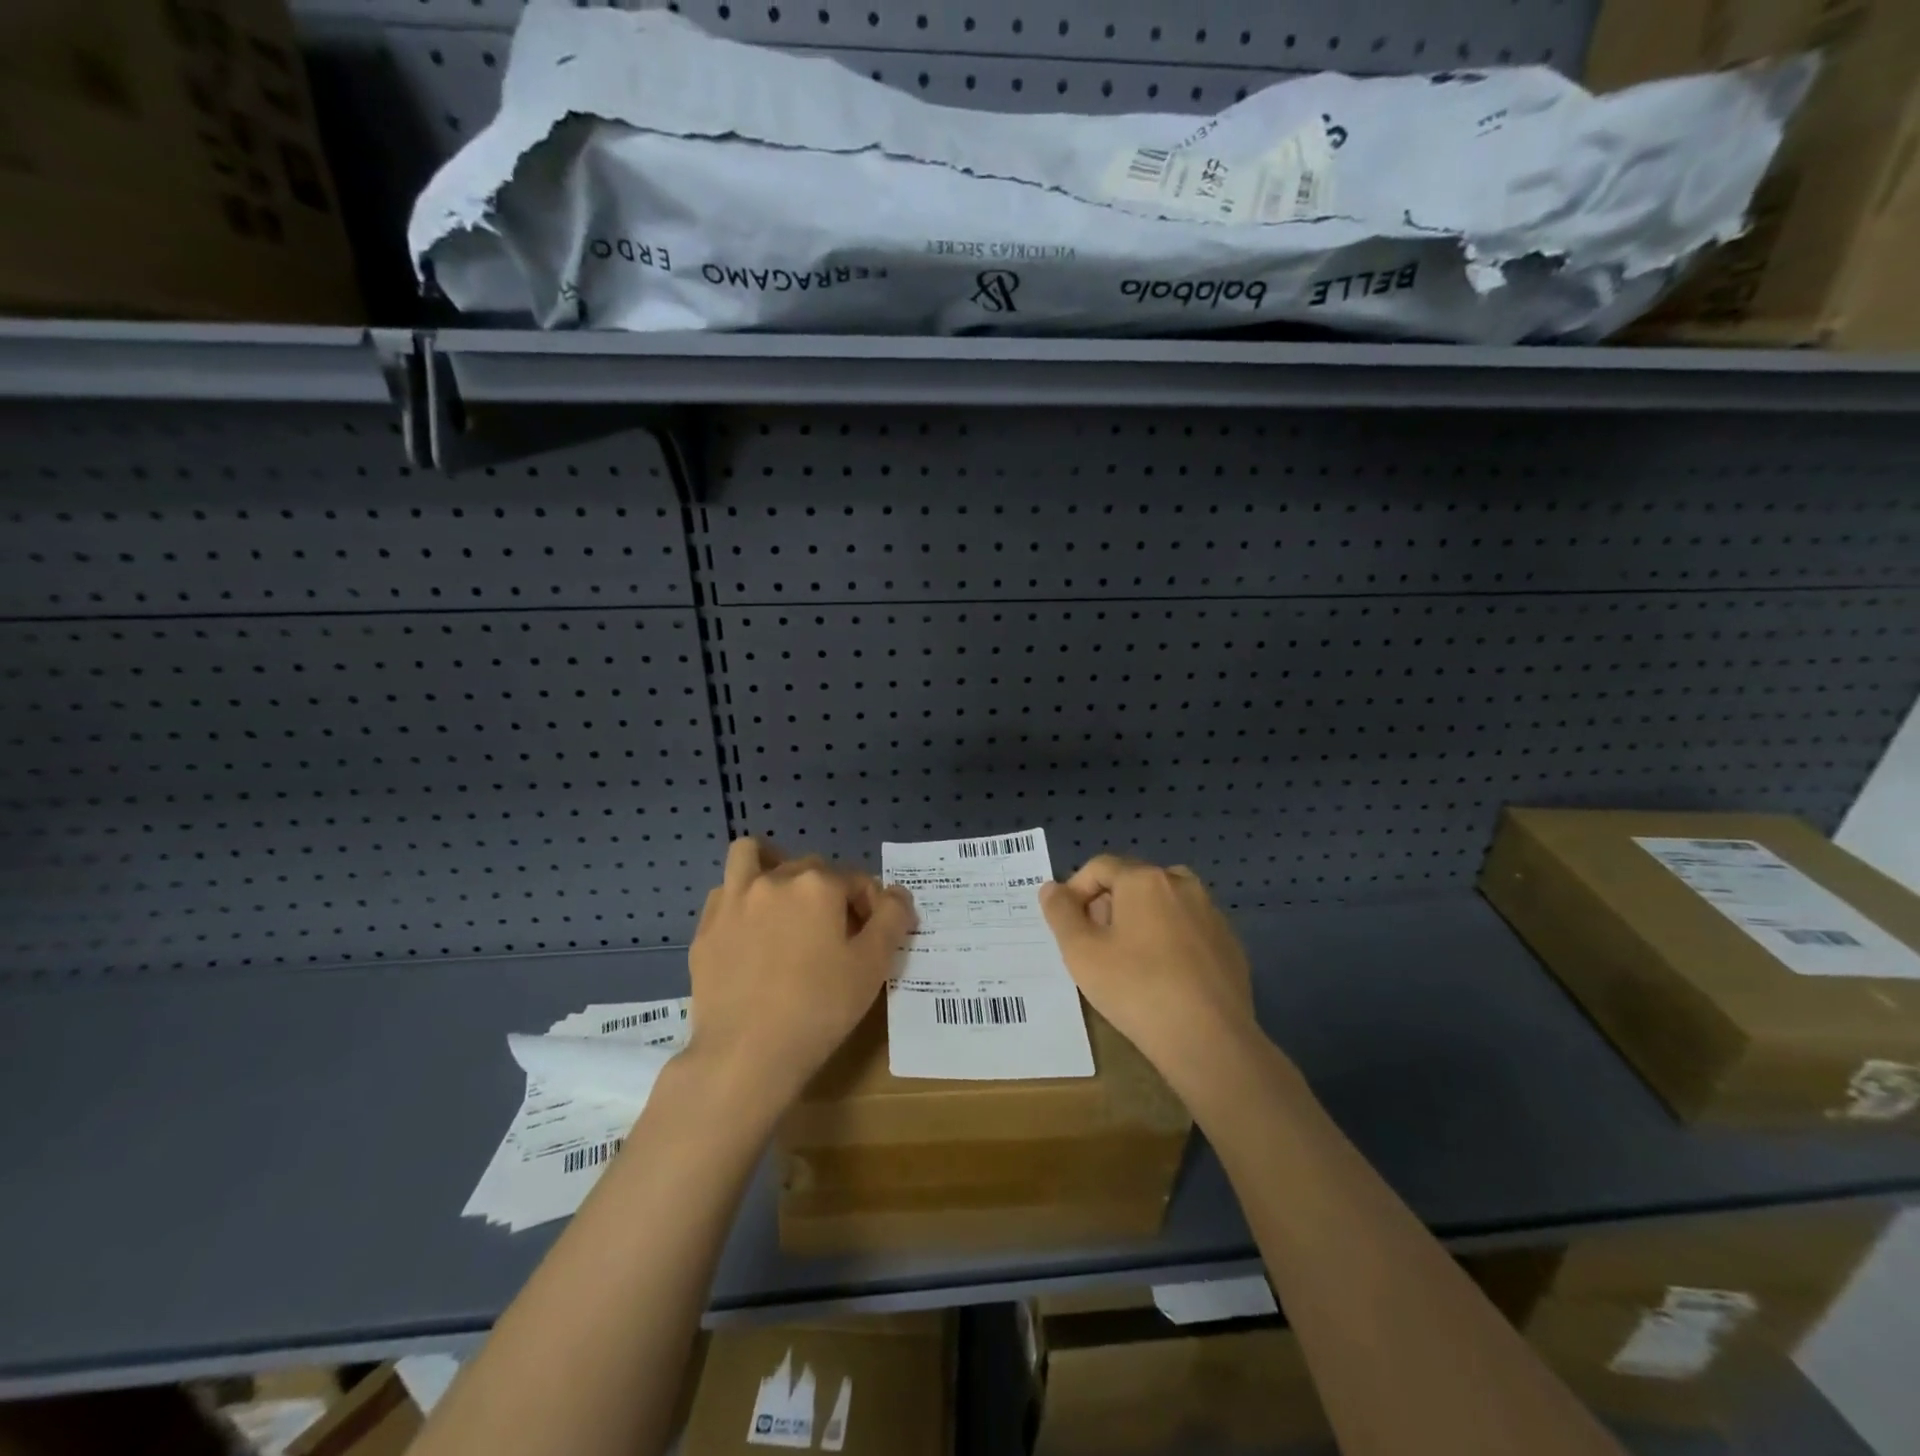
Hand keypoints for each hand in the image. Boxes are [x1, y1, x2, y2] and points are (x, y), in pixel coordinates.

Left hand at [686, 838, 914, 1115]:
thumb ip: (892, 919)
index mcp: (818, 884)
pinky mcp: (706, 928)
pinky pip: (726, 893)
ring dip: (773, 866)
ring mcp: (733, 901)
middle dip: (829, 890)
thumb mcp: (873, 966)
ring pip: (753, 857)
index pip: (856, 880)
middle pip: (812, 868)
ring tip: (784, 901)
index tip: (873, 938)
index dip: (871, 907)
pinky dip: (742, 899)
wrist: (744, 1055)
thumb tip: (898, 894)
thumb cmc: (819, 1008)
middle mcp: (774, 879)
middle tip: (836, 933)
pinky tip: (751, 931)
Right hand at [1041, 855, 1259, 1096]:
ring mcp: (1212, 914)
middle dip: (1108, 905)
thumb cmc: (1136, 988)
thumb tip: (1052, 888)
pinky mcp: (1230, 944)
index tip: (1067, 926)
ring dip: (1140, 921)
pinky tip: (1165, 978)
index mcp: (1145, 879)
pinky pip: (1189, 930)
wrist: (1210, 1040)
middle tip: (1094, 946)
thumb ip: (1060, 913)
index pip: (1099, 867)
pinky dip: (1171, 941)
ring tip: (1128, 961)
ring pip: (1164, 905)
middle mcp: (1182, 884)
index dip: (1075, 891)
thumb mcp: (1081, 952)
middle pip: (1133, 882)